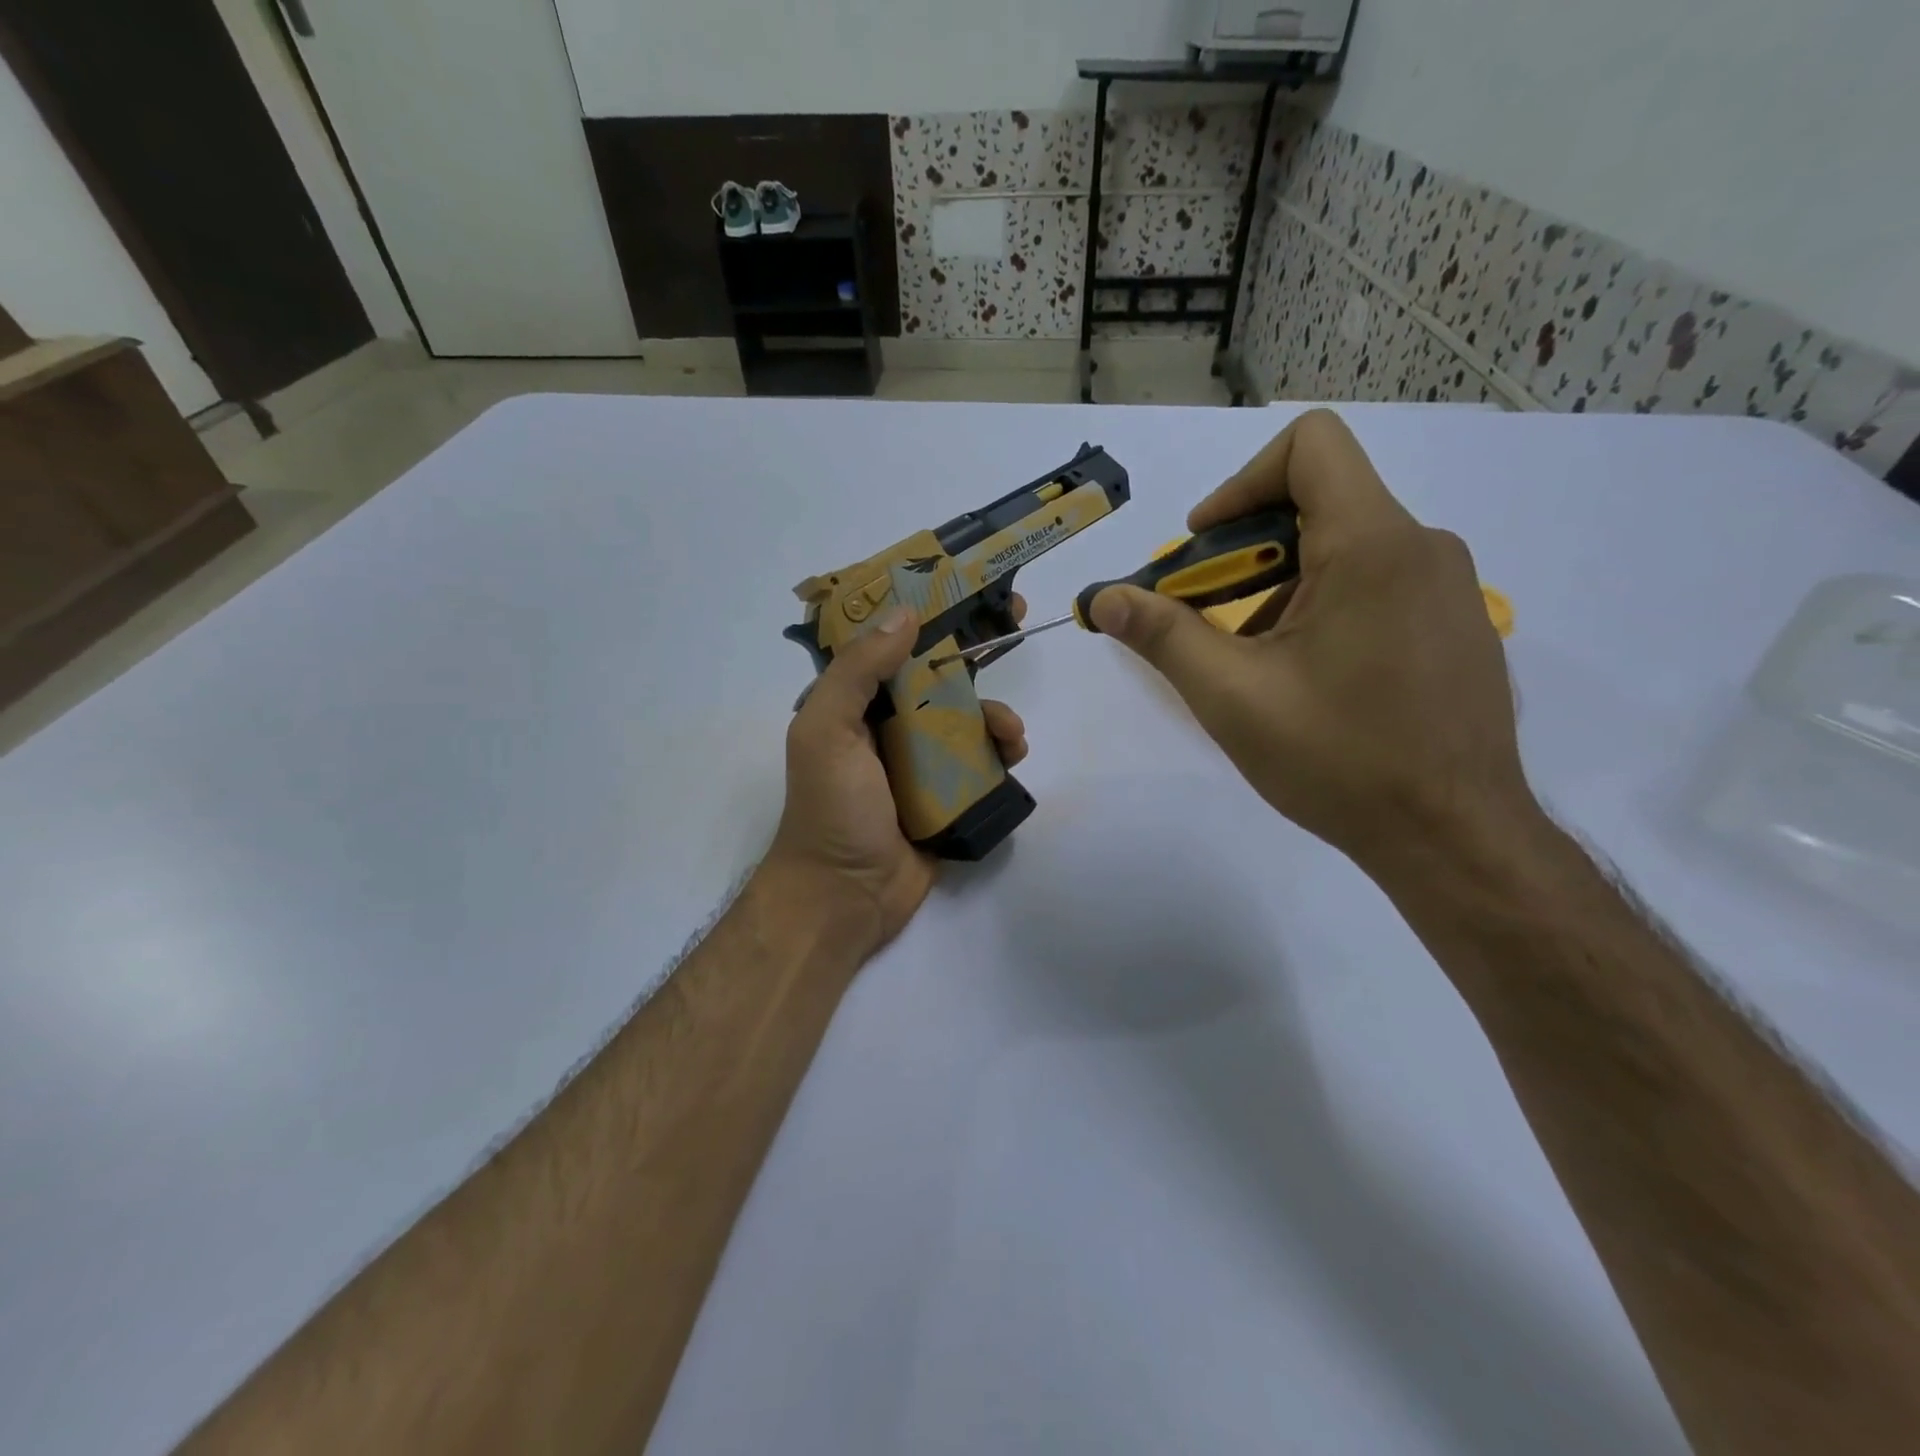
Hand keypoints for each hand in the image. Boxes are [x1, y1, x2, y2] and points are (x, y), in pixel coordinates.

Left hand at [766, 603, 1028, 956]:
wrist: (845, 897)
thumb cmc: (830, 809)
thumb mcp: (827, 731)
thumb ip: (857, 672)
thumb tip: (906, 614)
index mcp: (854, 703)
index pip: (891, 643)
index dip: (925, 610)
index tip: (963, 584)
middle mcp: (888, 724)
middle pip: (937, 673)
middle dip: (974, 647)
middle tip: (1013, 619)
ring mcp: (920, 761)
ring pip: (966, 717)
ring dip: (993, 713)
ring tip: (1009, 732)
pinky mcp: (948, 795)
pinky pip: (980, 761)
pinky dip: (1000, 752)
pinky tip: (1013, 755)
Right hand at [1089, 409, 1534, 870]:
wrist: (1454, 838)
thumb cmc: (1339, 760)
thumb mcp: (1232, 697)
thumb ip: (1162, 635)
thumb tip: (1102, 599)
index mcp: (1373, 545)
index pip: (1310, 446)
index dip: (1240, 484)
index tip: (1203, 550)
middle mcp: (1423, 548)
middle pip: (1318, 503)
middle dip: (1244, 552)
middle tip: (1204, 618)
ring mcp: (1450, 590)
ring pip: (1345, 550)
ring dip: (1280, 588)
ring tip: (1251, 661)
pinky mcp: (1457, 628)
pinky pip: (1379, 586)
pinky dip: (1323, 609)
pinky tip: (1307, 680)